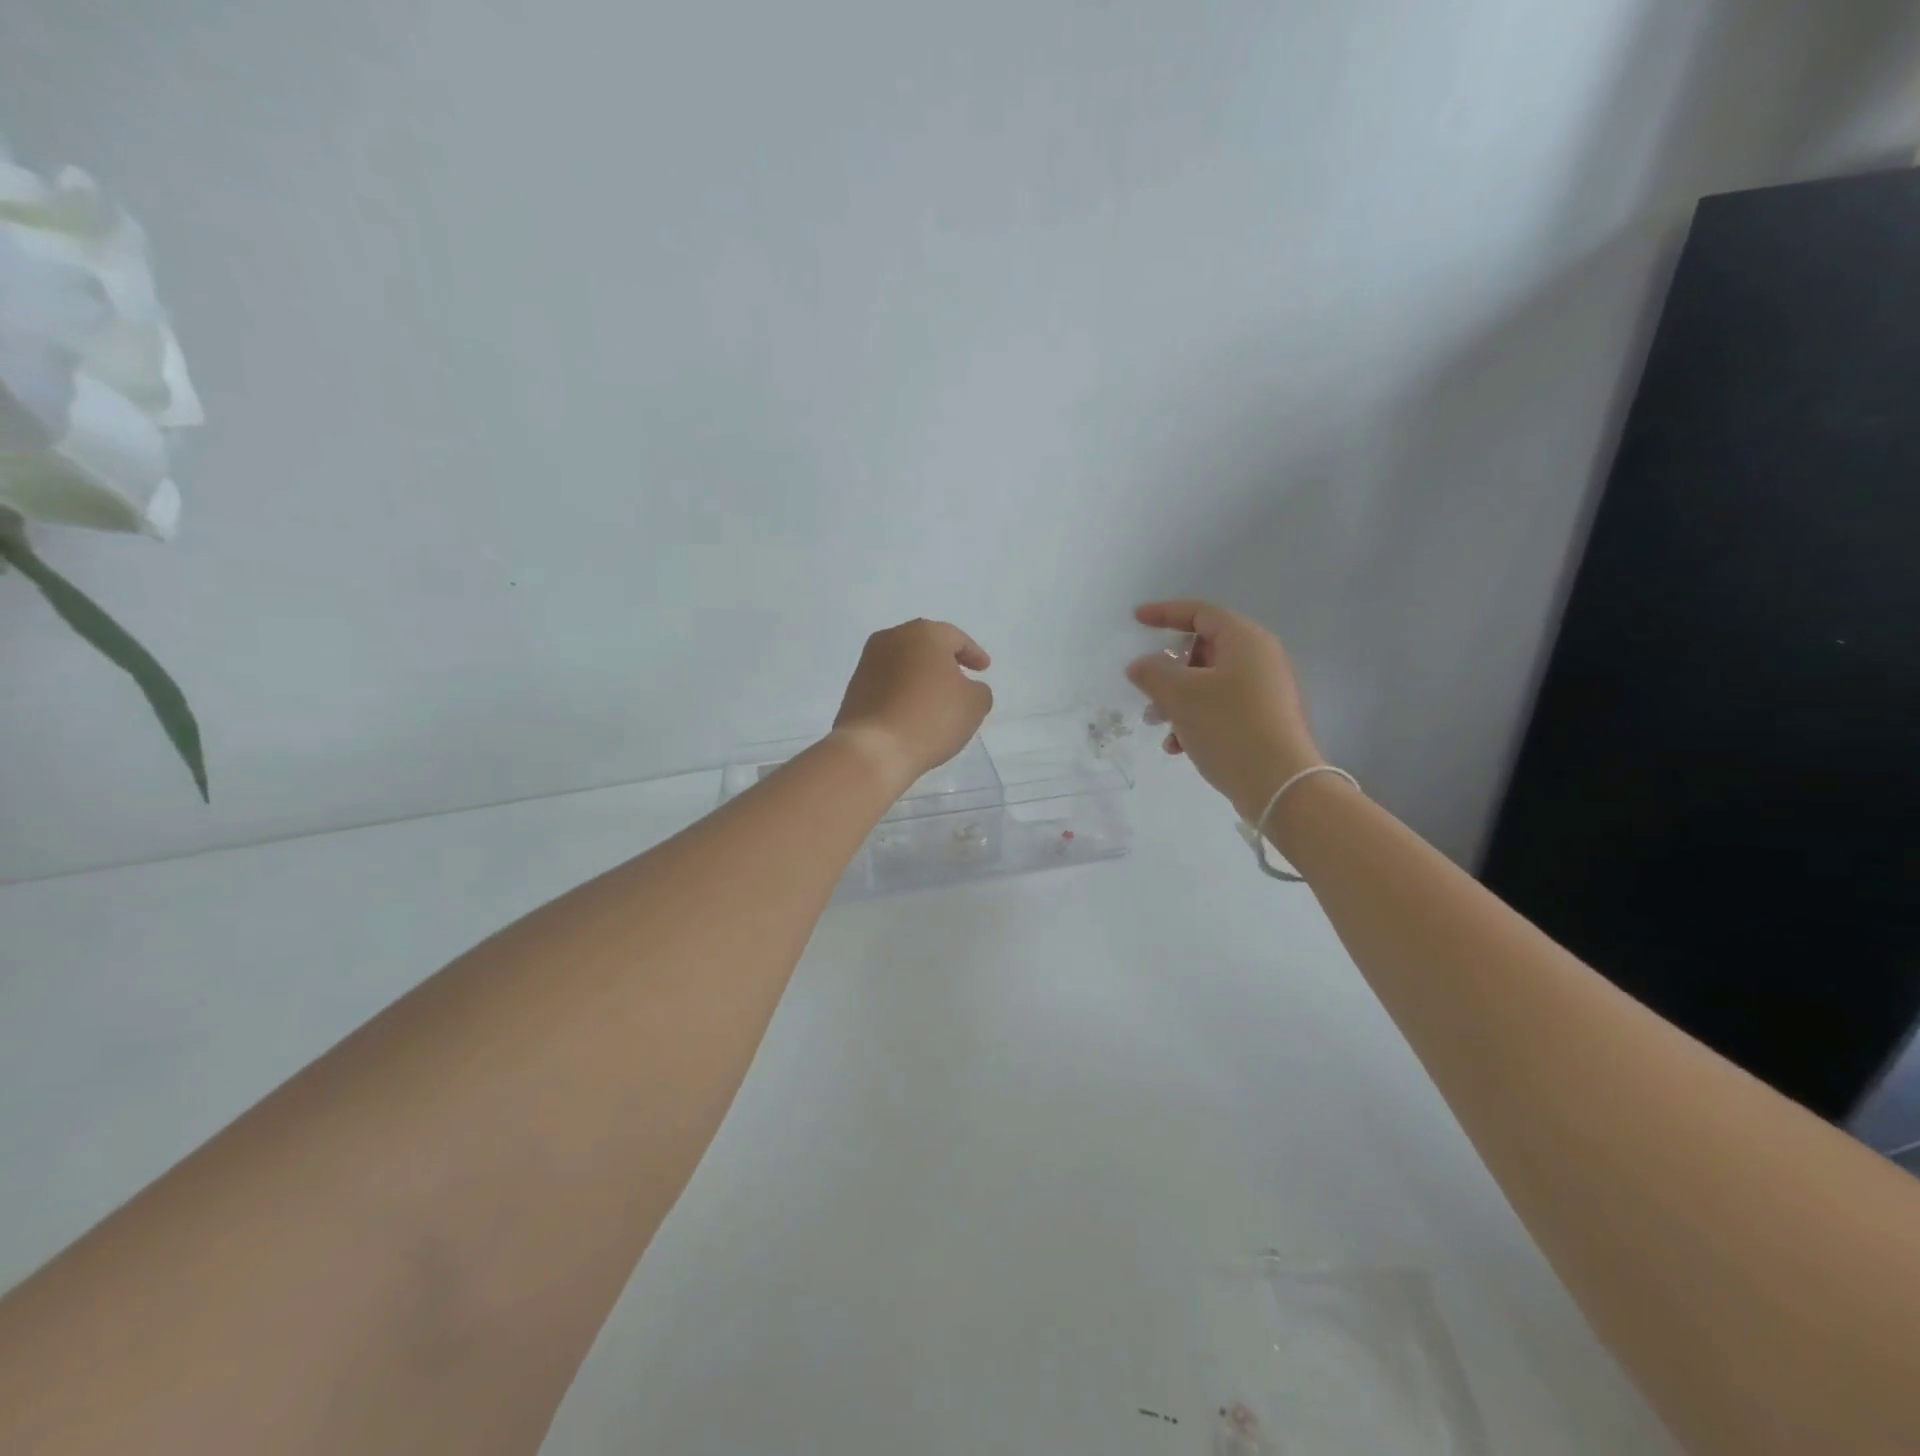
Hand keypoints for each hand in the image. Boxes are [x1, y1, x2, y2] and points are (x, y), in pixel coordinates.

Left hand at [831, 619, 993, 792]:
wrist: (873, 749)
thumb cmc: (930, 719)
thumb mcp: (974, 705)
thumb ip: (979, 690)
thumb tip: (967, 688)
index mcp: (924, 633)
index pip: (956, 639)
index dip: (974, 654)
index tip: (984, 669)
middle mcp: (892, 638)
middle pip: (926, 645)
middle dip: (944, 661)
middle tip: (961, 678)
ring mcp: (868, 662)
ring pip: (904, 662)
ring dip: (921, 676)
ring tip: (935, 698)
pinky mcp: (854, 686)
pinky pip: (887, 682)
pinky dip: (903, 690)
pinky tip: (912, 710)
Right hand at [1126, 600, 1321, 820]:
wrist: (1280, 785)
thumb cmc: (1229, 727)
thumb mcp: (1181, 695)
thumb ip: (1153, 673)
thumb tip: (1140, 665)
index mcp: (1245, 640)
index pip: (1200, 613)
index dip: (1165, 613)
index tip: (1136, 620)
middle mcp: (1260, 659)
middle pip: (1204, 649)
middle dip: (1168, 668)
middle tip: (1146, 688)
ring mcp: (1265, 691)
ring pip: (1209, 683)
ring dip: (1177, 699)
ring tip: (1157, 724)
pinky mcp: (1264, 721)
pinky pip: (1221, 708)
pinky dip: (1195, 719)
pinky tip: (1178, 747)